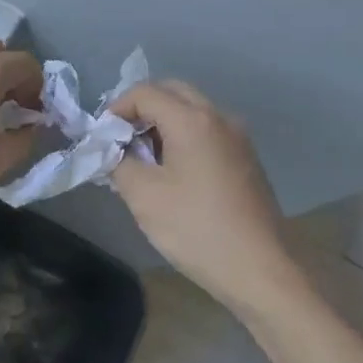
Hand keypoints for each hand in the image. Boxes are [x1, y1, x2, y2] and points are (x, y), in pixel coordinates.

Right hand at [109, 81, 298, 317]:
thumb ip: (119, 161)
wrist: (260, 270)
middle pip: (172, 92)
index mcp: (192, 120)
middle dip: (140, 109)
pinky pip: (207, 131)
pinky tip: (172, 172)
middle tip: (120, 140)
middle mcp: (219, 118)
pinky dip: (183, 136)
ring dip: (162, 122)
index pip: (144, 92)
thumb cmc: (196, 229)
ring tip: (142, 158)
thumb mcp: (143, 196)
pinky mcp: (246, 158)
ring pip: (192, 110)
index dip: (116, 108)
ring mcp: (238, 137)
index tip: (102, 137)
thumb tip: (113, 150)